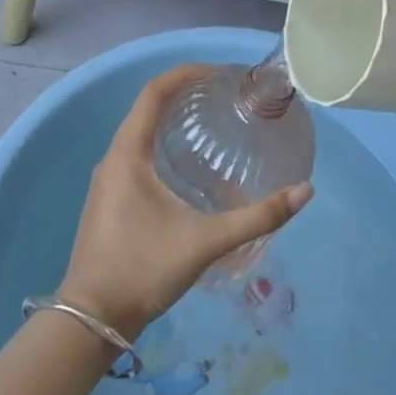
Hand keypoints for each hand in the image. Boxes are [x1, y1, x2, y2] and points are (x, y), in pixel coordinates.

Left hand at [57, 64, 313, 341]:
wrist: (91, 322)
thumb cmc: (143, 270)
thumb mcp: (205, 241)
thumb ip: (256, 218)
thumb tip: (304, 192)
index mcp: (128, 153)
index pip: (154, 92)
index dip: (185, 73)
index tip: (218, 73)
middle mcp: (114, 157)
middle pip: (148, 107)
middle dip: (184, 93)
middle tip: (223, 95)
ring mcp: (109, 179)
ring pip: (142, 132)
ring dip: (173, 118)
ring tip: (212, 122)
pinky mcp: (111, 198)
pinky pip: (138, 153)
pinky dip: (164, 143)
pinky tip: (190, 166)